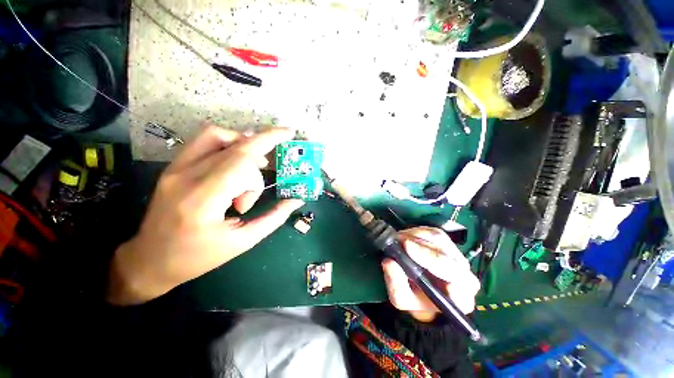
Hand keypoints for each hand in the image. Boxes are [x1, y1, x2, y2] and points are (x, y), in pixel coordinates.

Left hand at [107, 125, 303, 304]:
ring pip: (217, 135)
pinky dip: (228, 143)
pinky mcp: (173, 167)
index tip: (290, 134)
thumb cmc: (197, 258)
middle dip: (261, 152)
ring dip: (244, 144)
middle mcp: (185, 178)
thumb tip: (296, 200)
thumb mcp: (243, 242)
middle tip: (269, 169)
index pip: (241, 160)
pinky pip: (204, 141)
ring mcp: (175, 169)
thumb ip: (274, 218)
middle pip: (235, 148)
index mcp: (203, 201)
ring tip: (252, 168)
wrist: (149, 260)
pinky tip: (237, 162)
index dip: (269, 141)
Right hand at [382, 227, 479, 321]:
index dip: (430, 258)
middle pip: (445, 252)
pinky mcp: (448, 244)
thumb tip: (389, 261)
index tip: (407, 248)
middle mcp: (464, 274)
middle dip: (418, 245)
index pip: (454, 275)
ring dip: (415, 236)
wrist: (422, 293)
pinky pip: (433, 232)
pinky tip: (406, 237)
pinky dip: (417, 232)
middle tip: (398, 241)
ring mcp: (457, 256)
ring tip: (398, 240)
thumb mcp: (401, 298)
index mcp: (460, 297)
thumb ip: (395, 284)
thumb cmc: (415, 299)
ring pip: (439, 239)